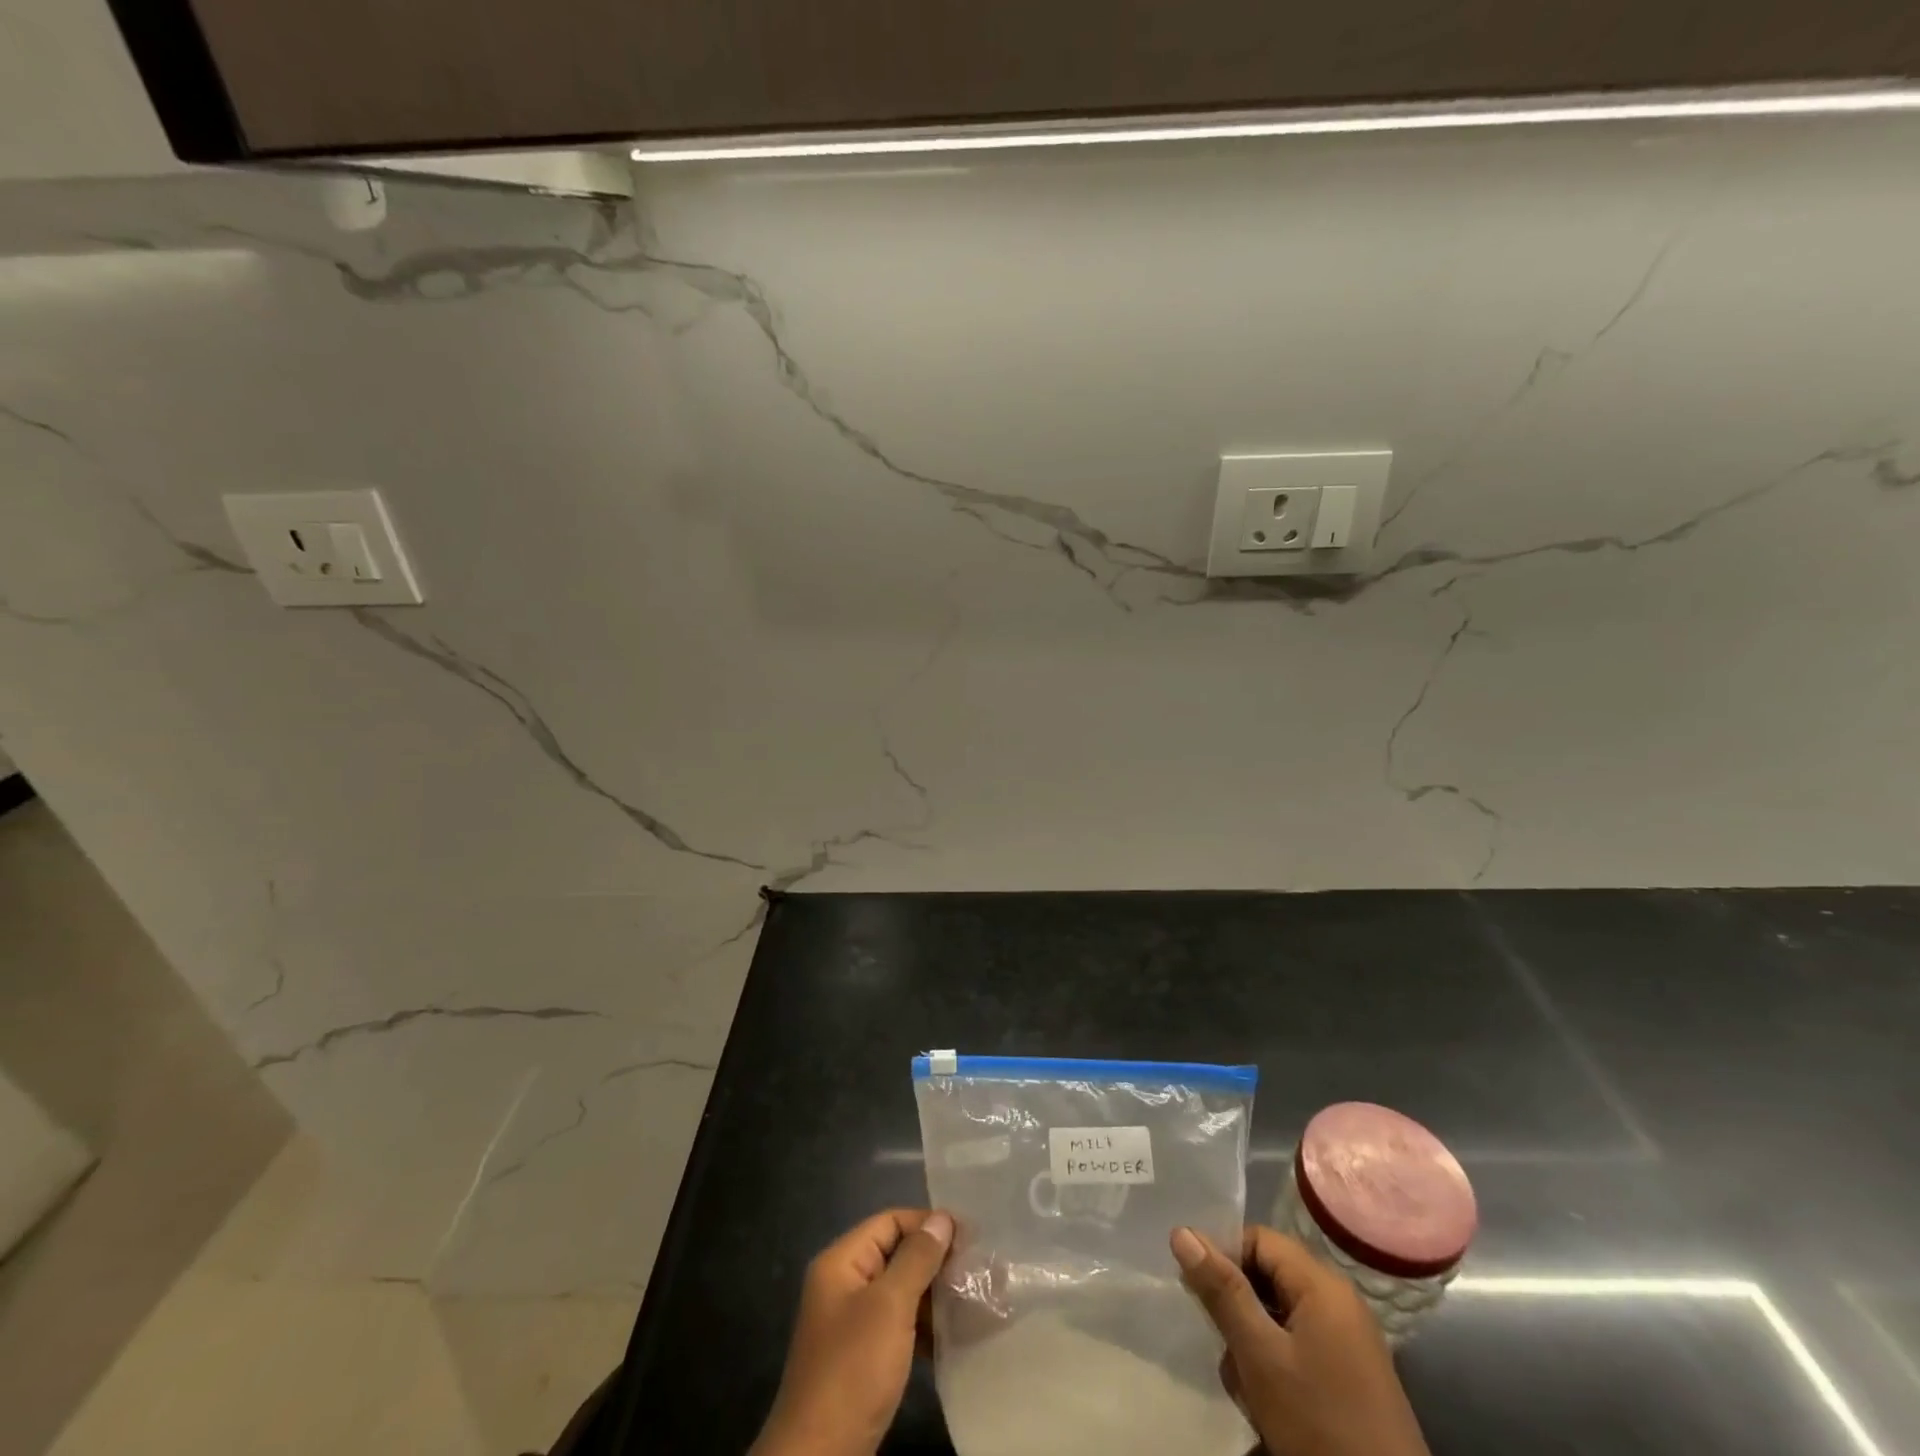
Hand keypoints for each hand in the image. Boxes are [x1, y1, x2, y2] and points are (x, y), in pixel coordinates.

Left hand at [753, 1209, 954, 1455]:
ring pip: (900, 1292)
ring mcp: (851, 1324)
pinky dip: (923, 1327)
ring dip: (933, 1295)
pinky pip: (898, 1326)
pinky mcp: (862, 1358)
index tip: (970, 1238)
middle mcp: (844, 1285)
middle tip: (976, 1272)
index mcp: (841, 1262)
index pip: (890, 1222)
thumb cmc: (853, 1370)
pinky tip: (952, 1336)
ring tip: (971, 1302)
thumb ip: (917, 1259)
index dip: (928, 1224)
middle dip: (935, 1261)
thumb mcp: (889, 1307)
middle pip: (895, 1255)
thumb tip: (942, 1218)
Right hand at [1171, 1225, 1430, 1455]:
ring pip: (1279, 1317)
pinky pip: (1299, 1347)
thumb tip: (1182, 1231)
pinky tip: (1269, 1404)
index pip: (1257, 1239)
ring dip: (1254, 1344)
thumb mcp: (1260, 1355)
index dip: (1224, 1258)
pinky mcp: (1350, 1376)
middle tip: (1225, 1348)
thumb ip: (1222, 1291)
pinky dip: (1276, 1366)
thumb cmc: (1319, 1421)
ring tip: (1249, 1387)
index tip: (1200, 1296)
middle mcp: (1338, 1301)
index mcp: (1322, 1283)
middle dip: (1238, 1310)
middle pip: (1268, 1277)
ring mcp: (1348, 1341)